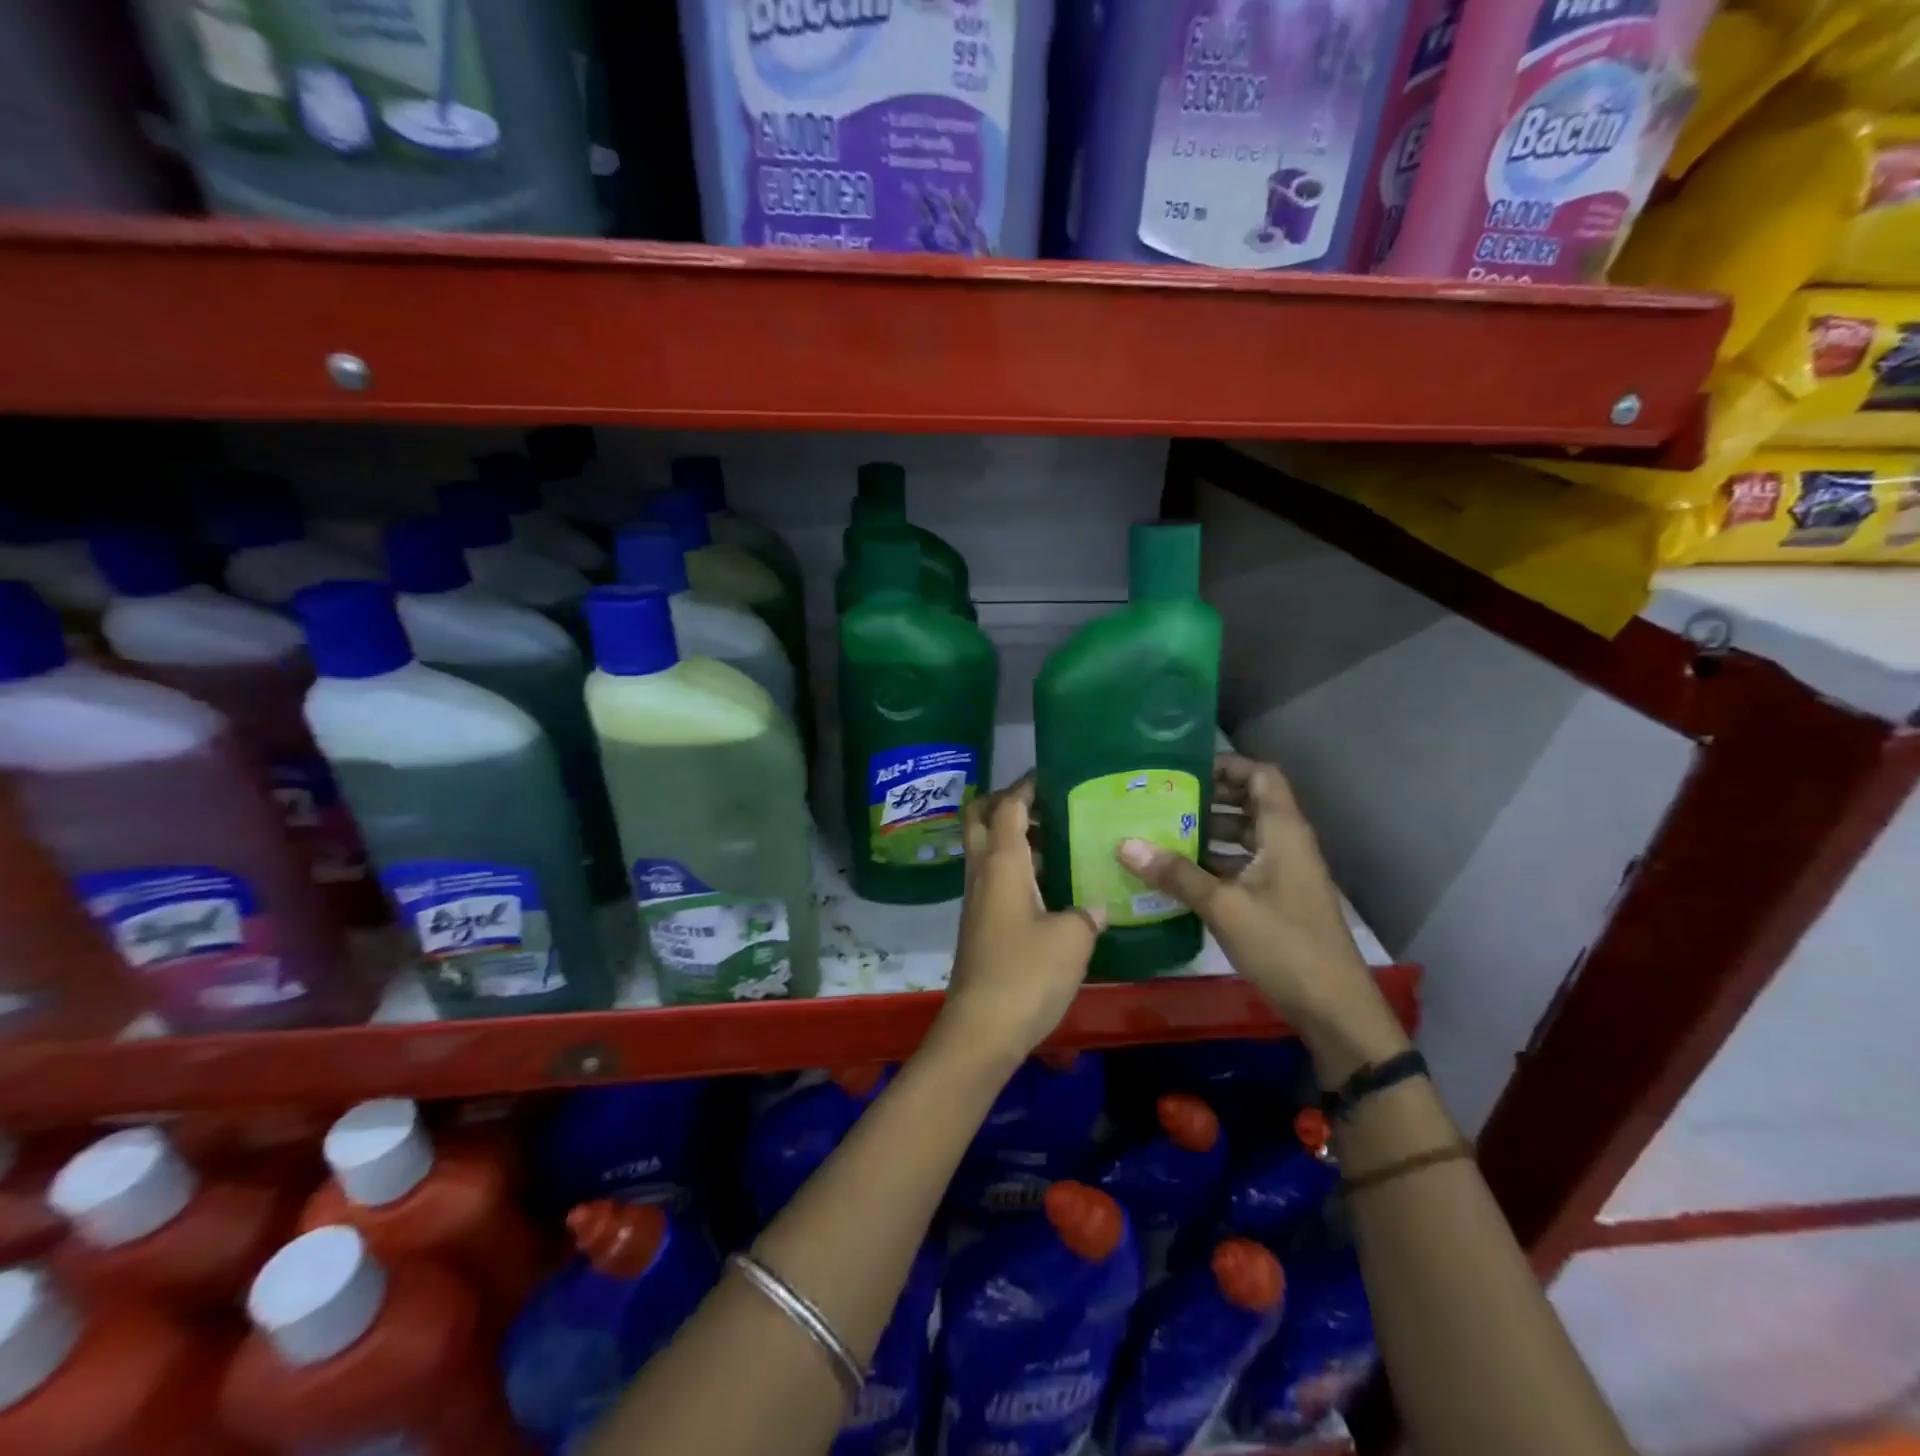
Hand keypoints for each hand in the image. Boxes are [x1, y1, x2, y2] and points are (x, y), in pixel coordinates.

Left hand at [938, 776, 1102, 1066]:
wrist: (982, 1029)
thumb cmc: (1026, 974)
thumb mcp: (1072, 940)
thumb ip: (1086, 914)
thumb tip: (1094, 906)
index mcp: (1002, 863)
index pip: (1006, 806)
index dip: (1025, 786)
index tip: (1050, 774)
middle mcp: (982, 873)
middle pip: (979, 818)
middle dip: (1005, 801)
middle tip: (1045, 802)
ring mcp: (977, 899)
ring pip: (986, 849)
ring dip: (1012, 835)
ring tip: (1059, 838)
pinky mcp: (980, 924)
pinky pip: (994, 878)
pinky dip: (1016, 866)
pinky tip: (1051, 883)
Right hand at [1116, 755, 1384, 1042]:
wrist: (1333, 1008)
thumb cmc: (1284, 945)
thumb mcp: (1224, 906)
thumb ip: (1176, 874)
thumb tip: (1125, 844)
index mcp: (1284, 832)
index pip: (1261, 776)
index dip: (1227, 765)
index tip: (1184, 770)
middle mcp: (1287, 845)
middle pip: (1249, 804)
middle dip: (1208, 799)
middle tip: (1162, 800)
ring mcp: (1284, 874)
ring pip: (1244, 838)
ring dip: (1208, 833)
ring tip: (1162, 833)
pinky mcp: (1278, 901)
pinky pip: (1243, 867)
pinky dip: (1215, 864)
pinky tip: (1178, 876)